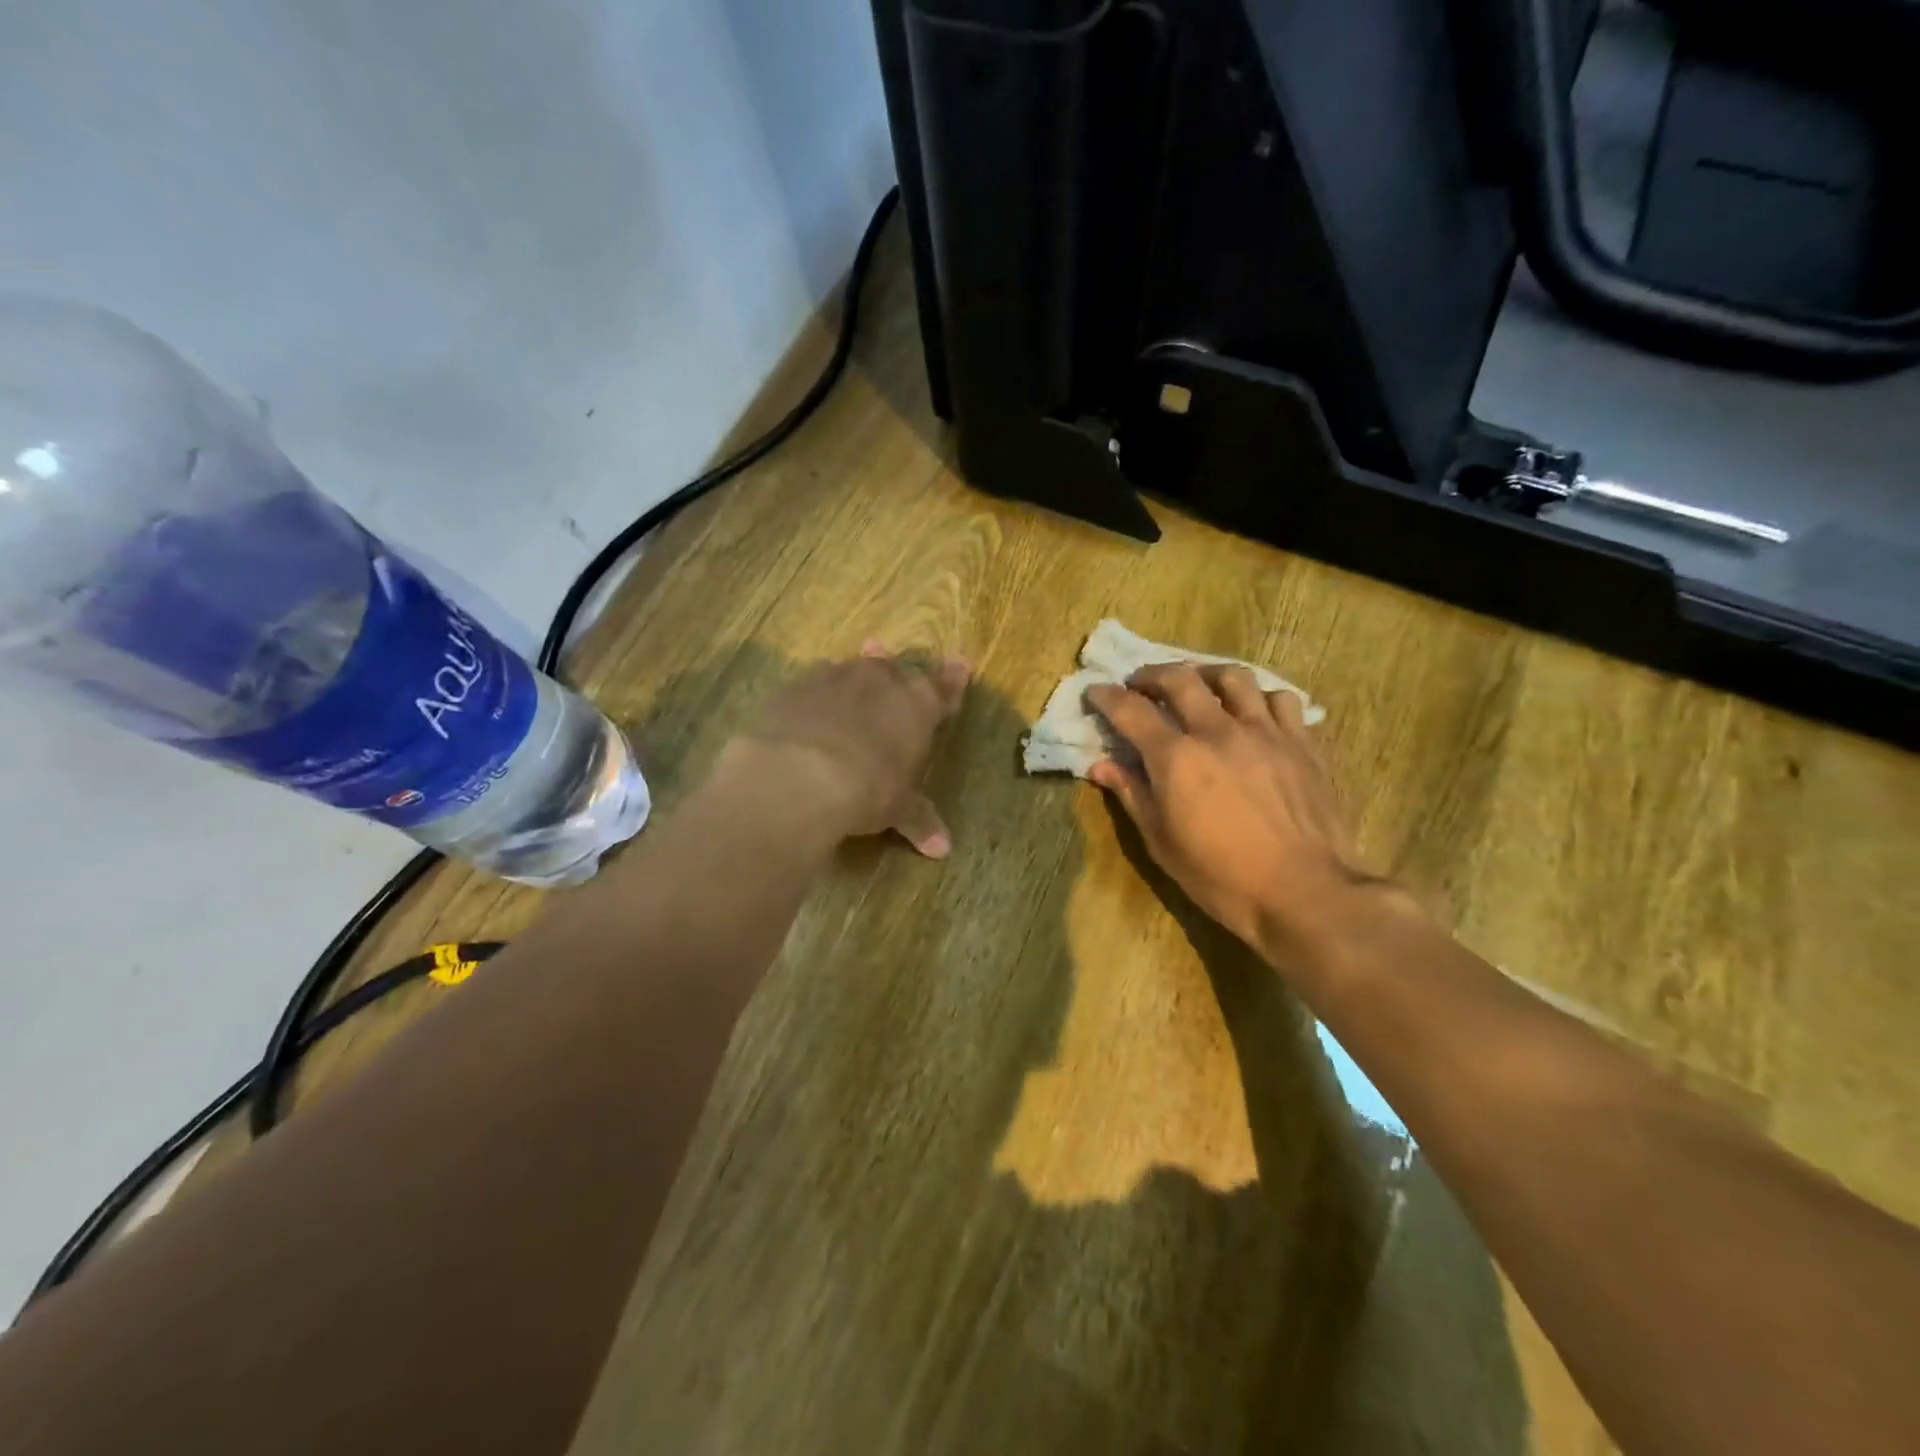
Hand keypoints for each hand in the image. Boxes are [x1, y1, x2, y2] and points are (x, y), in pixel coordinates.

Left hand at [723, 642, 969, 857]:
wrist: (798, 774)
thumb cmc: (868, 789)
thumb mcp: (897, 809)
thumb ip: (919, 820)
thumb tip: (942, 849)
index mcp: (918, 703)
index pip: (943, 687)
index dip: (952, 680)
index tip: (959, 666)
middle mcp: (881, 679)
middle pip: (897, 669)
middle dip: (900, 674)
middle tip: (899, 675)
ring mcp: (836, 677)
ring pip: (854, 668)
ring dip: (859, 676)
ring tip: (856, 681)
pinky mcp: (796, 686)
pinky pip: (815, 682)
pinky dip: (820, 693)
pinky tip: (812, 707)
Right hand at [1086, 663, 1393, 963]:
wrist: (1305, 893)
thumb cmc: (1222, 877)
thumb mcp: (1162, 843)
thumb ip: (1132, 794)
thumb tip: (1101, 764)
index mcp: (1177, 758)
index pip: (1132, 710)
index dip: (1107, 696)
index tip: (1096, 691)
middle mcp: (1218, 731)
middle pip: (1181, 678)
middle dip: (1152, 674)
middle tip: (1141, 683)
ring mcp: (1266, 732)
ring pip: (1235, 677)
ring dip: (1207, 674)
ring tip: (1200, 685)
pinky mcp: (1303, 743)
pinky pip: (1282, 700)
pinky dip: (1260, 698)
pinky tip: (1254, 713)